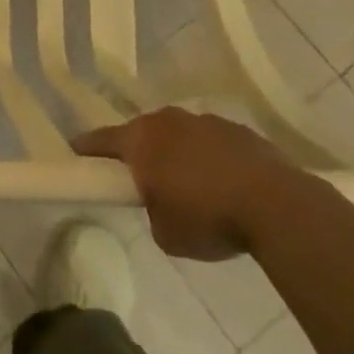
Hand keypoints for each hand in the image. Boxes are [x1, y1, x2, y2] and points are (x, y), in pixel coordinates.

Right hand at [73, 107, 303, 259]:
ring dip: (179, 154)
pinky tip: (226, 185)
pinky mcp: (241, 131)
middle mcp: (169, 121)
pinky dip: (212, 159)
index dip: (86, 148)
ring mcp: (206, 122)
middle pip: (143, 132)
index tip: (76, 152)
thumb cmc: (208, 218)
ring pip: (181, 135)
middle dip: (140, 151)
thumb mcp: (164, 232)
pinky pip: (214, 143)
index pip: (101, 140)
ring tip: (192, 186)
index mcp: (141, 141)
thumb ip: (152, 210)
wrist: (278, 206)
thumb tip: (163, 201)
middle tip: (142, 177)